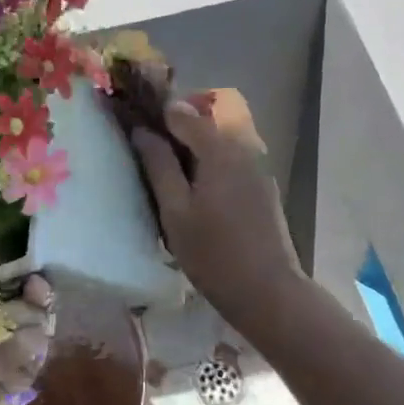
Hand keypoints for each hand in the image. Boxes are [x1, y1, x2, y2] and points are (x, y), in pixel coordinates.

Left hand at [0, 241, 53, 404]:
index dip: (13, 268)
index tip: (24, 269)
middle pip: (23, 293)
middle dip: (19, 296)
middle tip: (2, 308)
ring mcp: (0, 354)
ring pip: (35, 319)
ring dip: (15, 328)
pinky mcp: (18, 384)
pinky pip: (38, 352)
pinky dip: (20, 354)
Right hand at [129, 90, 305, 329]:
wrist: (268, 292)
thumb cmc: (214, 253)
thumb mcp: (175, 211)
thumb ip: (158, 166)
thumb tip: (142, 131)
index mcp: (219, 149)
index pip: (184, 112)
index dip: (157, 112)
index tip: (135, 122)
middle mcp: (243, 147)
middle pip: (207, 118)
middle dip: (178, 124)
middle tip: (151, 147)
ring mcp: (257, 166)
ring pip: (221, 137)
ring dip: (194, 143)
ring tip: (169, 170)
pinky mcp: (262, 186)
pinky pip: (232, 157)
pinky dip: (210, 160)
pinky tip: (195, 188)